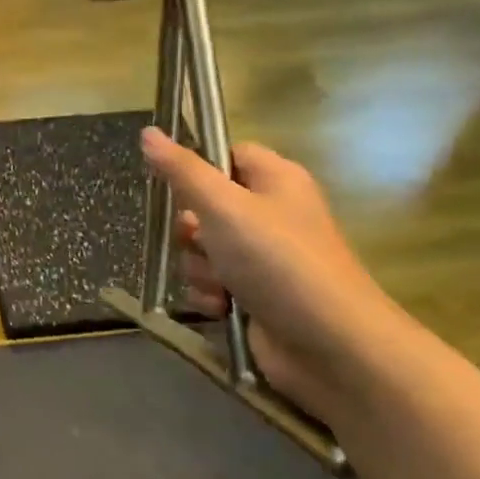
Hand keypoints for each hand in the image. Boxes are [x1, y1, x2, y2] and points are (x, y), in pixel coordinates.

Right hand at [140, 129, 408, 421]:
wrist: (331, 346)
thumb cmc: (278, 261)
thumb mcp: (223, 207)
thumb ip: (182, 170)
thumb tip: (148, 132)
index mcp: (275, 180)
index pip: (227, 155)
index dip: (199, 168)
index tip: (176, 184)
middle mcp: (271, 214)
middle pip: (205, 205)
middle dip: (191, 229)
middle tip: (201, 240)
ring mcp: (264, 257)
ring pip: (203, 248)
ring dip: (199, 267)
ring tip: (219, 283)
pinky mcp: (256, 295)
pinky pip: (212, 283)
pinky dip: (210, 294)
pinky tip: (221, 307)